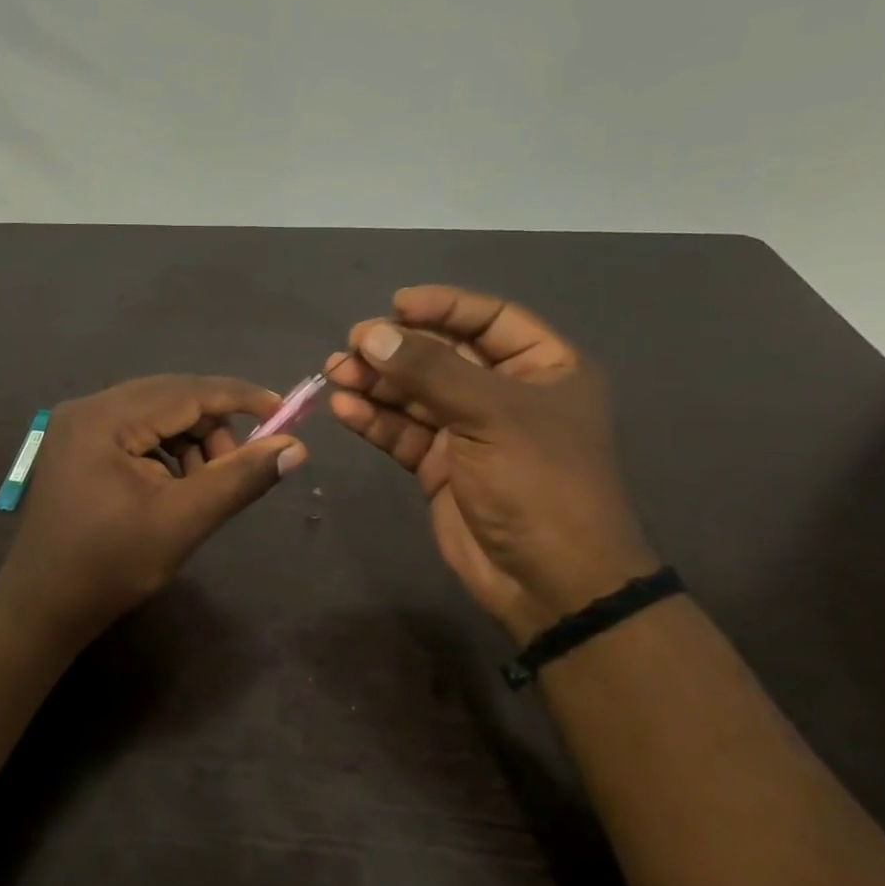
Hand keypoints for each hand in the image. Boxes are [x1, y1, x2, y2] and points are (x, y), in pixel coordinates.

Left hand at [0, 375, 306, 642]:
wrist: (43, 607)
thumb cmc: (111, 566)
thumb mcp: (183, 521)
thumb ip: (240, 478)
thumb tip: (297, 448)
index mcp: (104, 418)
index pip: (186, 391)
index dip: (239, 398)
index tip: (283, 411)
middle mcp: (88, 407)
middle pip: (170, 397)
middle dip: (213, 427)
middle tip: (239, 465)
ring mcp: (78, 426)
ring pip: (155, 414)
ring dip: (191, 441)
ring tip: (205, 485)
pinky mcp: (78, 445)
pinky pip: (136, 431)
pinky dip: (167, 451)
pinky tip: (176, 485)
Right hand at [326, 286, 655, 640]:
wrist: (549, 580)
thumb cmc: (539, 482)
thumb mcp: (491, 415)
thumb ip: (429, 371)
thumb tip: (372, 335)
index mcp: (544, 368)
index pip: (490, 319)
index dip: (443, 307)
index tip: (395, 304)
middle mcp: (506, 394)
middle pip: (444, 356)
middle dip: (397, 348)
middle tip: (351, 345)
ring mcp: (470, 432)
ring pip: (415, 395)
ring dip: (376, 382)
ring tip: (335, 372)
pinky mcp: (441, 467)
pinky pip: (403, 433)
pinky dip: (375, 420)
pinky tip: (345, 409)